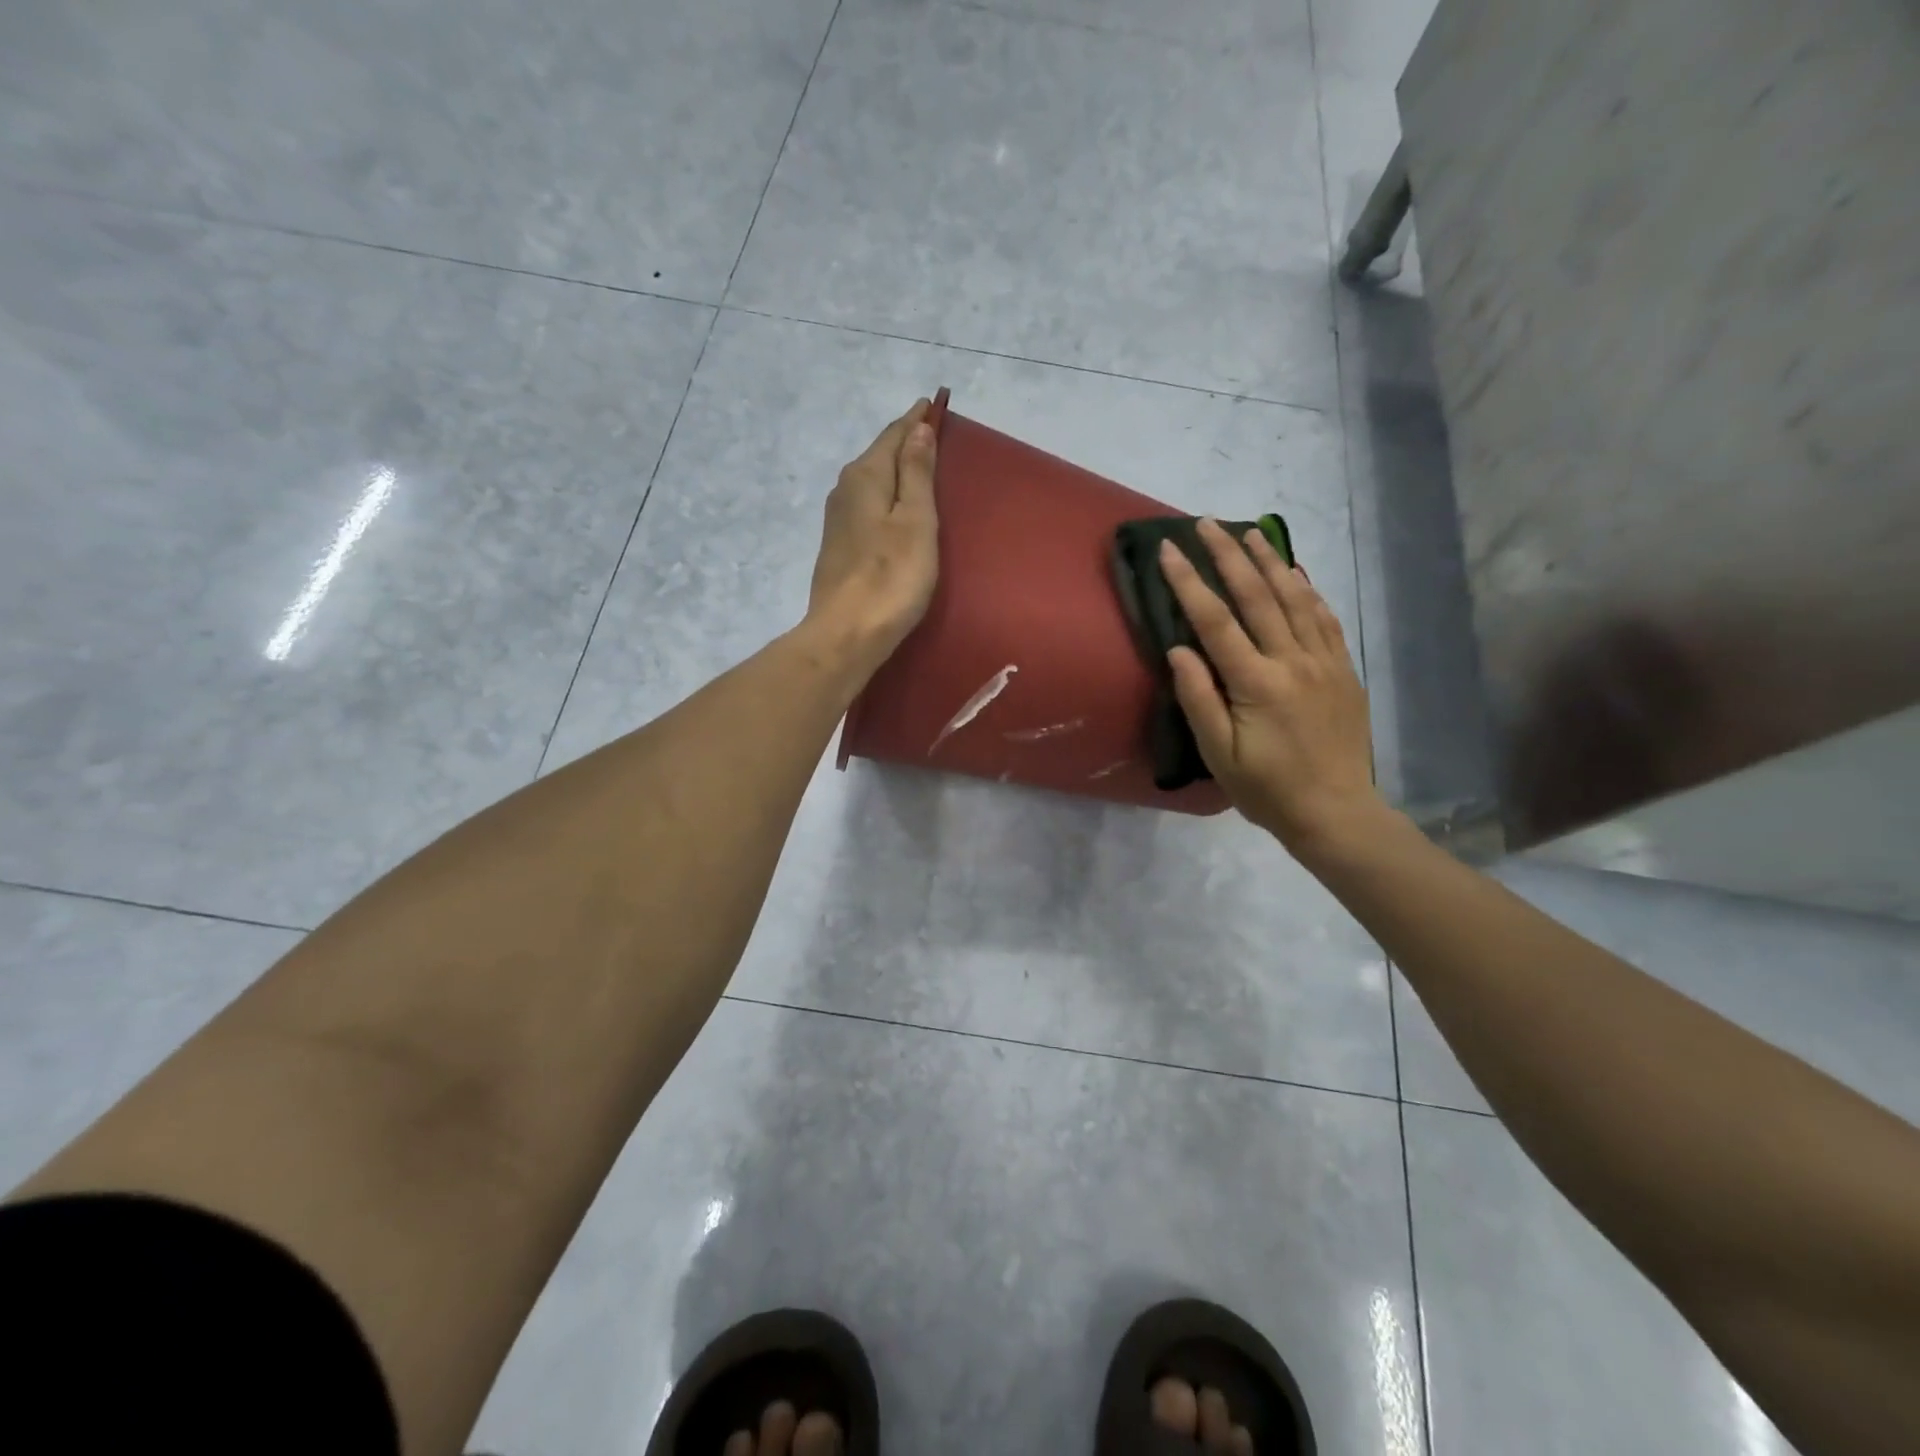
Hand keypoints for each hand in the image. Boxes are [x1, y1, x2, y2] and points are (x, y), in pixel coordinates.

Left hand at [807, 398, 939, 671]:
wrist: (846, 633)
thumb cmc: (891, 577)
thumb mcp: (915, 521)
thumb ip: (917, 473)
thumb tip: (918, 429)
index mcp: (866, 476)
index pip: (894, 435)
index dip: (916, 420)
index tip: (933, 404)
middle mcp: (845, 490)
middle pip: (879, 456)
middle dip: (905, 442)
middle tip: (932, 432)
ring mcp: (838, 520)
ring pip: (872, 482)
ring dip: (895, 471)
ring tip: (920, 466)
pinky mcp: (839, 547)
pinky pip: (868, 506)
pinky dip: (886, 498)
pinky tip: (897, 508)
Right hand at [1159, 519, 1388, 859]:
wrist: (1335, 812)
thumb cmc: (1266, 788)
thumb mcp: (1219, 754)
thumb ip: (1198, 698)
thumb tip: (1178, 650)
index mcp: (1256, 683)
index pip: (1216, 620)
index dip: (1190, 582)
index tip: (1169, 550)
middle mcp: (1292, 661)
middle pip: (1258, 596)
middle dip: (1229, 556)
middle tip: (1207, 523)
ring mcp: (1324, 663)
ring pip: (1296, 599)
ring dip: (1271, 562)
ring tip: (1251, 533)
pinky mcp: (1343, 671)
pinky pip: (1325, 620)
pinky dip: (1308, 591)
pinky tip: (1296, 574)